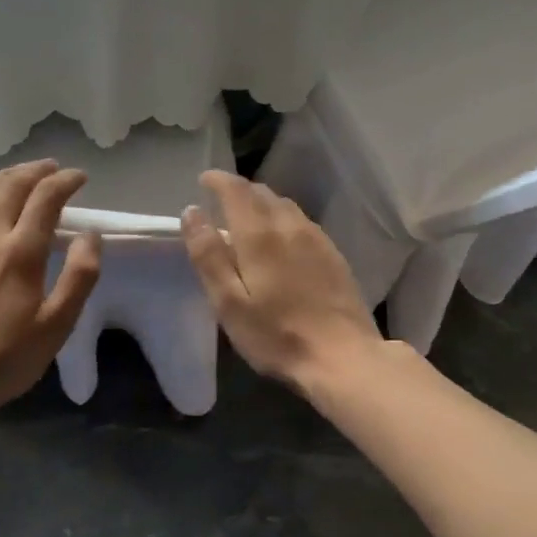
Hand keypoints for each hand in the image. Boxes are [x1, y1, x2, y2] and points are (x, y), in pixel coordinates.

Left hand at [0, 159, 102, 416]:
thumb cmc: (5, 359)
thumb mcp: (57, 325)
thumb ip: (79, 276)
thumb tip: (90, 235)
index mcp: (22, 253)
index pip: (46, 199)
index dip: (65, 181)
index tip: (80, 178)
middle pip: (12, 187)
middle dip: (37, 171)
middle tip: (53, 169)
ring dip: (5, 175)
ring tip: (21, 172)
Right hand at [181, 171, 382, 391]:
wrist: (343, 357)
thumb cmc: (276, 334)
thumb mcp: (228, 302)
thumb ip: (208, 255)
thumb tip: (192, 212)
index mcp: (259, 234)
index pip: (236, 190)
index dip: (218, 180)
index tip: (204, 179)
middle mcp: (290, 226)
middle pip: (262, 193)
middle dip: (240, 190)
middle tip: (221, 200)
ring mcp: (316, 239)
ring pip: (285, 205)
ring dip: (263, 203)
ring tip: (248, 217)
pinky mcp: (334, 254)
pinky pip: (302, 222)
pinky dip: (283, 219)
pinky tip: (282, 239)